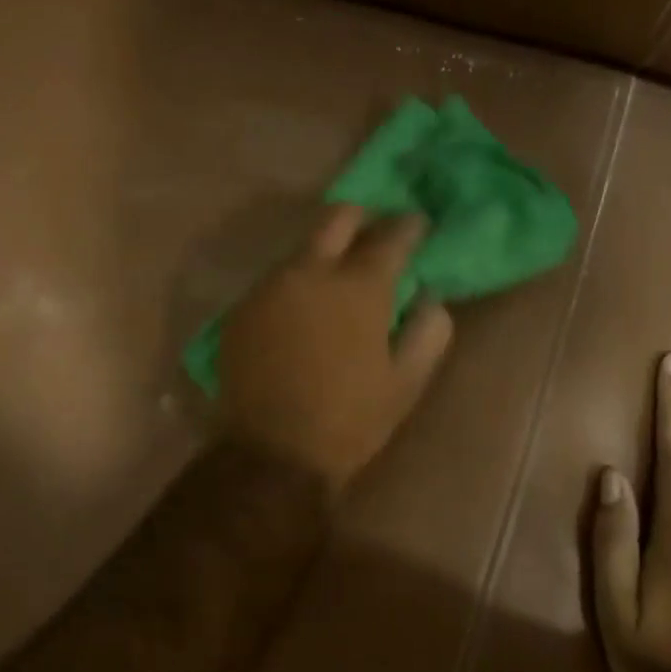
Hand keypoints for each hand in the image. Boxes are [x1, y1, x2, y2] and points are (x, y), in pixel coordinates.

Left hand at [218, 205, 453, 493]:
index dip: (410, 226)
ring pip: (301, 248)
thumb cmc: (349, 421)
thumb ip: (428, 332)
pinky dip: (295, 284)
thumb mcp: (405, 384)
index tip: (417, 226)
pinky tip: (301, 311)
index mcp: (359, 286)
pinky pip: (275, 280)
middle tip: (374, 234)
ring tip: (336, 279)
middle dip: (361, 217)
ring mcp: (269, 287)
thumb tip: (429, 299)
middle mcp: (311, 271)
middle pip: (337, 217)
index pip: (392, 235)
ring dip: (324, 253)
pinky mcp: (241, 309)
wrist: (272, 454)